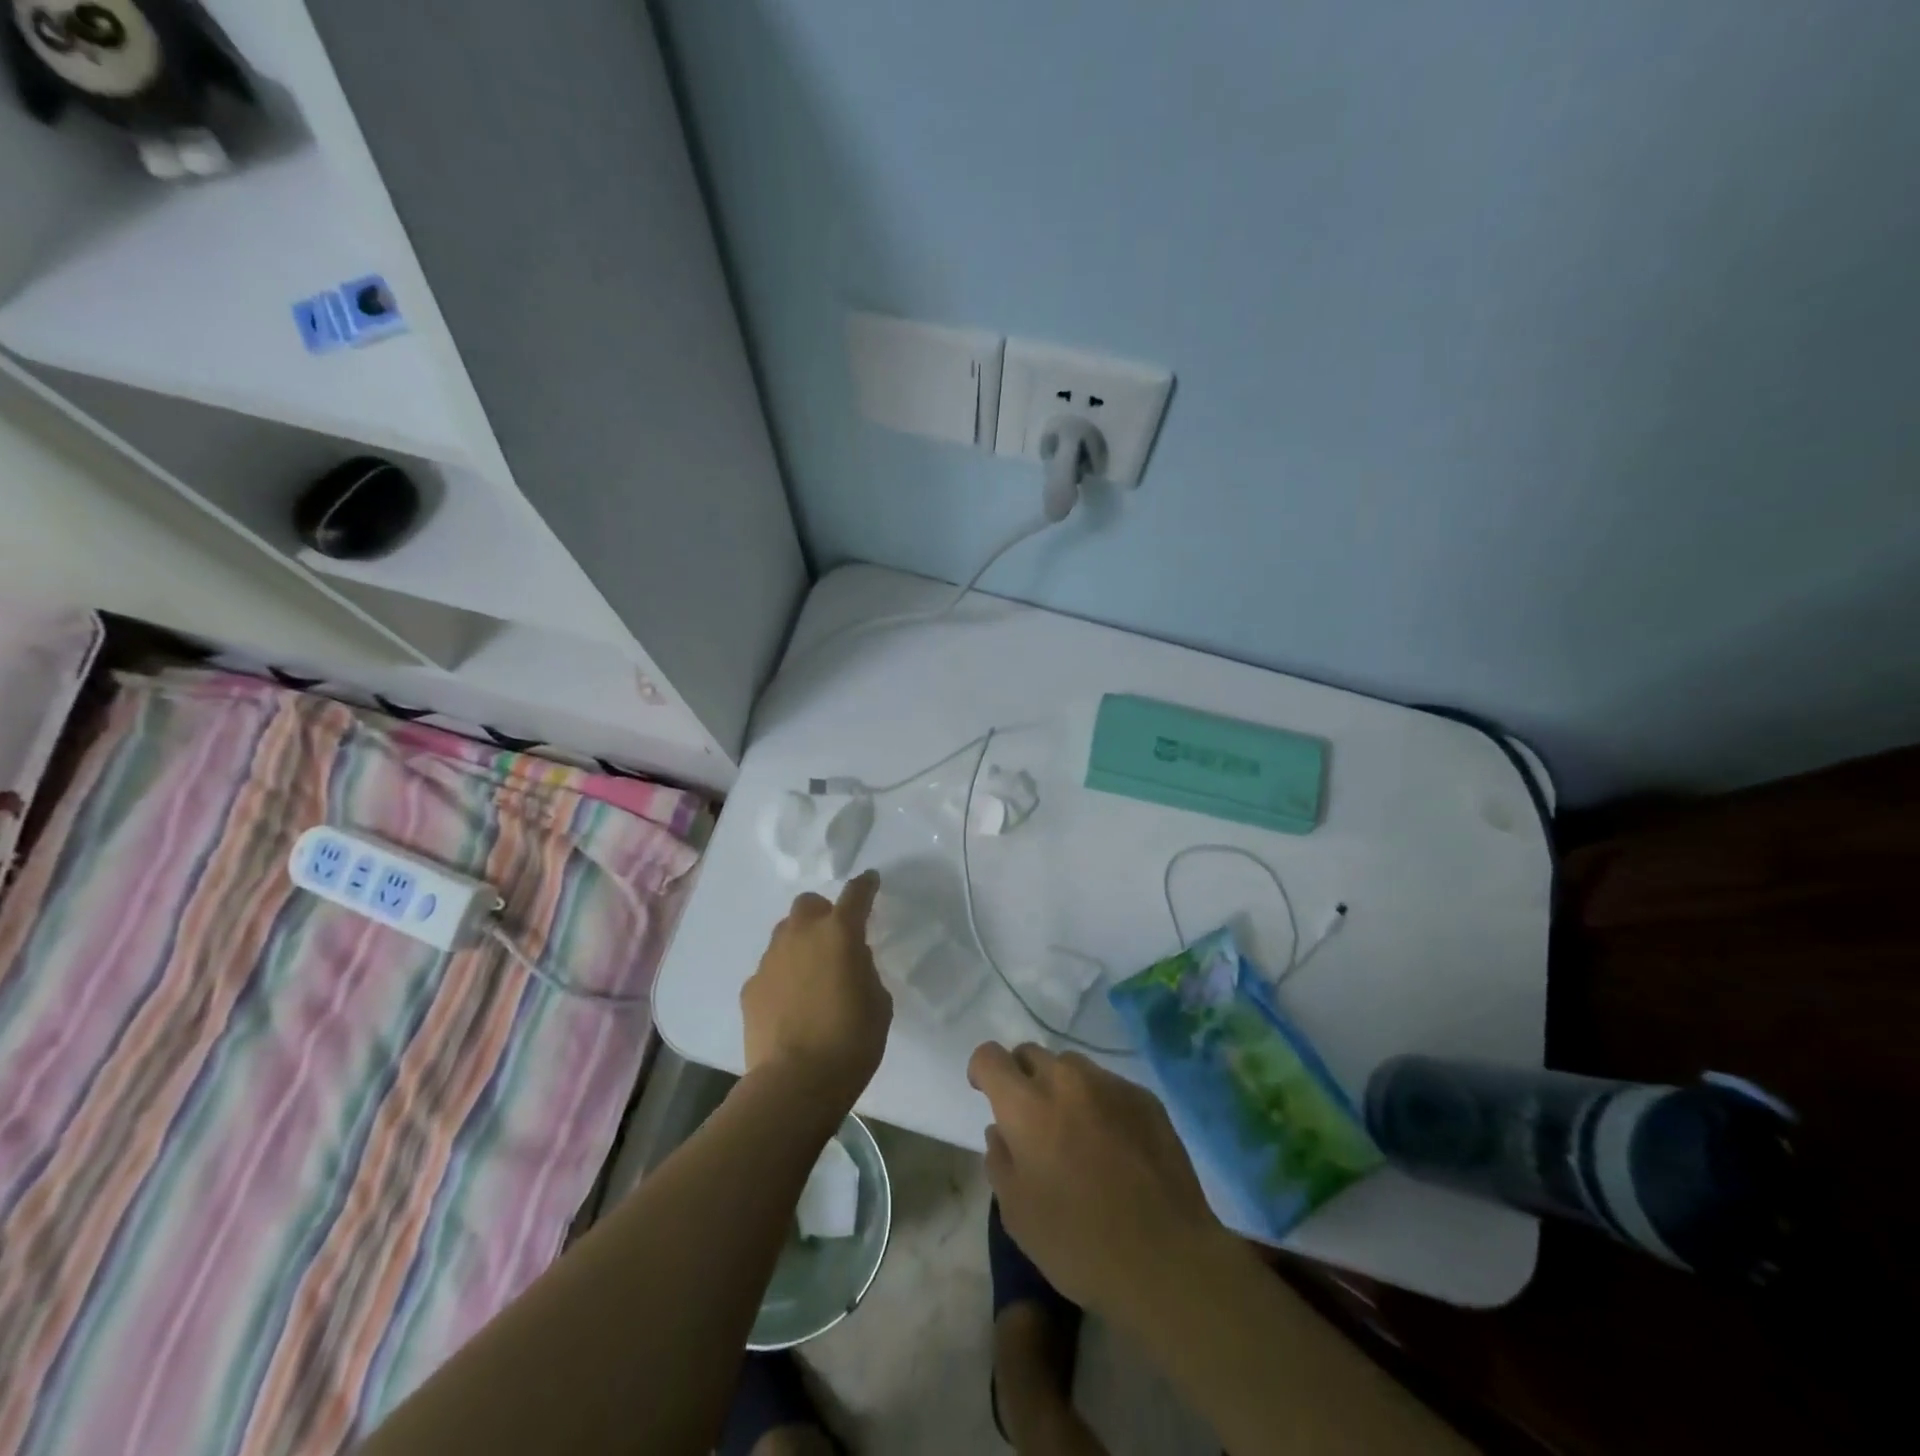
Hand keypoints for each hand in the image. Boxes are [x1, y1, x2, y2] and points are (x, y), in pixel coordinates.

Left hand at [741, 872, 891, 1116]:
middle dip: (822, 913)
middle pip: (808, 904)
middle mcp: (801, 935)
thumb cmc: (852, 1040)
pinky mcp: (750, 988)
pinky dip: (782, 977)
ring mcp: (770, 960)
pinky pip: (770, 970)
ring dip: (800, 945)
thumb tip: (849, 962)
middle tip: (834, 938)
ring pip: (785, 935)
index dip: (866, 886)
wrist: (795, 1082)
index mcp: (839, 933)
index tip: (871, 882)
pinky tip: (790, 1005)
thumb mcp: (878, 1001)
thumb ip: (864, 969)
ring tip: (811, 976)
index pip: (856, 894)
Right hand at [968, 1042, 1225, 1327]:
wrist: (1166, 1257)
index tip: (986, 1093)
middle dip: (1022, 1078)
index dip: (982, 1071)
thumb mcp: (1017, 1214)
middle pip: (1031, 1054)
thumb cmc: (1079, 1242)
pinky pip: (1108, 1086)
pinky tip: (1113, 1145)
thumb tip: (1001, 1132)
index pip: (990, 1056)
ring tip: (1075, 1131)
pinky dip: (1099, 1103)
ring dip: (1062, 1088)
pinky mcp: (1144, 1097)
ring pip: (1072, 1067)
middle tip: (1032, 1121)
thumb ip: (1000, 1161)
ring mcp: (1110, 1084)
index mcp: (1026, 1105)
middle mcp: (1066, 1080)